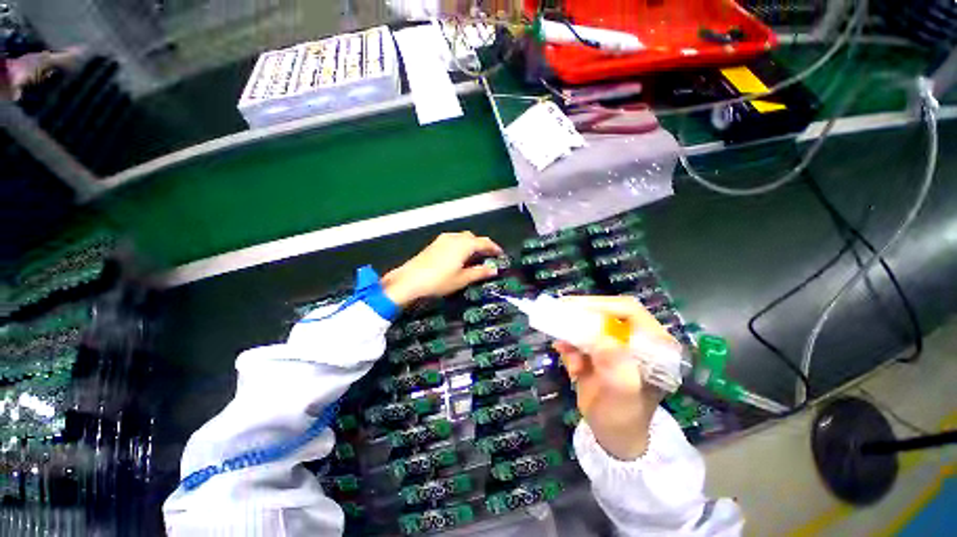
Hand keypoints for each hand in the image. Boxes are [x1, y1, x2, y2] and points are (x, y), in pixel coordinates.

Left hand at [382, 232, 503, 306]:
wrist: (410, 280)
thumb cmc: (439, 281)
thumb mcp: (462, 279)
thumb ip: (479, 273)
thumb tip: (493, 270)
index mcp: (464, 244)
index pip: (484, 243)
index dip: (494, 248)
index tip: (500, 254)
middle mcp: (455, 237)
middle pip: (473, 238)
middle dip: (482, 245)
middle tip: (487, 256)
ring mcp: (443, 239)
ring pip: (462, 238)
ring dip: (471, 245)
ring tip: (474, 257)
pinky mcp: (434, 244)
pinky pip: (453, 240)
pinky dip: (460, 246)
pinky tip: (458, 257)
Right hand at [552, 296, 676, 459]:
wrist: (613, 436)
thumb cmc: (623, 418)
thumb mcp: (622, 396)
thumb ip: (615, 367)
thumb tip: (600, 339)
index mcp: (654, 345)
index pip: (629, 311)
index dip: (601, 305)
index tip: (573, 308)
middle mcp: (636, 339)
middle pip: (606, 313)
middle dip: (580, 319)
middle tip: (556, 316)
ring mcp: (617, 343)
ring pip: (589, 325)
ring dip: (572, 336)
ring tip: (563, 351)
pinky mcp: (600, 349)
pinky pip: (580, 338)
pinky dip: (569, 346)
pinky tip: (567, 360)